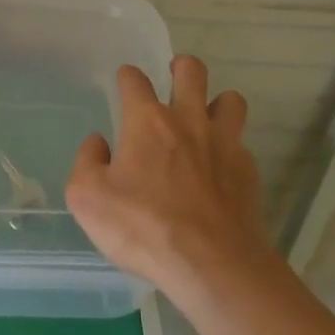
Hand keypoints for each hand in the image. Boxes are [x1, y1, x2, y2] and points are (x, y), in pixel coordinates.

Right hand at [66, 56, 269, 300]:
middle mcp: (188, 120)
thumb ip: (86, 162)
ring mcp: (224, 143)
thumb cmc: (143, 228)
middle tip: (174, 80)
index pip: (135, 79)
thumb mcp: (88, 198)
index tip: (124, 84)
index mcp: (147, 121)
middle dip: (181, 68)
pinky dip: (230, 148)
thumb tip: (98, 142)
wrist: (212, 265)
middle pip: (192, 71)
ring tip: (205, 119)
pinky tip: (220, 169)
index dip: (127, 77)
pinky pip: (241, 144)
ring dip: (217, 102)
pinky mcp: (248, 171)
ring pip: (230, 99)